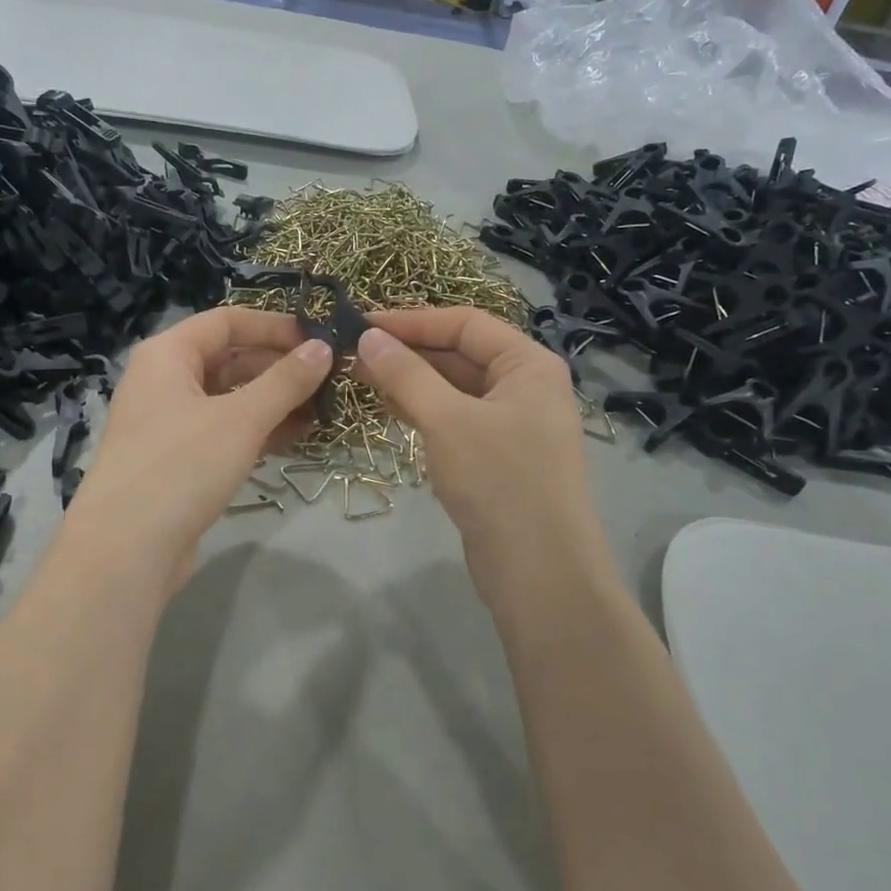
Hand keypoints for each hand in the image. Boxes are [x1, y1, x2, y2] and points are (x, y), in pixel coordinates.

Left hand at [61, 307, 331, 595]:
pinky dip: (260, 430)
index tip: (319, 339)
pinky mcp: (180, 461)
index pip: (227, 321)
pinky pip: (226, 432)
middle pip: (230, 359)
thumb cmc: (181, 466)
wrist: (128, 549)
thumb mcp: (241, 418)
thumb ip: (285, 381)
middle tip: (330, 378)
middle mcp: (165, 381)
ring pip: (231, 399)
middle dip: (280, 368)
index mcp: (168, 355)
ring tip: (324, 408)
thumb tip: (323, 348)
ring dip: (275, 401)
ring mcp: (170, 423)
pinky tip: (299, 436)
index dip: (274, 326)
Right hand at [356, 307, 608, 603]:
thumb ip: (406, 375)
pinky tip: (388, 409)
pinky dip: (423, 412)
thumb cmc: (498, 480)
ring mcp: (512, 424)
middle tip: (352, 353)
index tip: (362, 324)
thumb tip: (368, 337)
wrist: (538, 569)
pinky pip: (455, 420)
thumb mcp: (447, 420)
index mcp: (528, 364)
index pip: (465, 324)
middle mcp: (525, 387)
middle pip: (460, 355)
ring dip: (411, 382)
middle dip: (408, 353)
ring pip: (454, 390)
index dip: (412, 321)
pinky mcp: (496, 457)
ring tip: (360, 377)